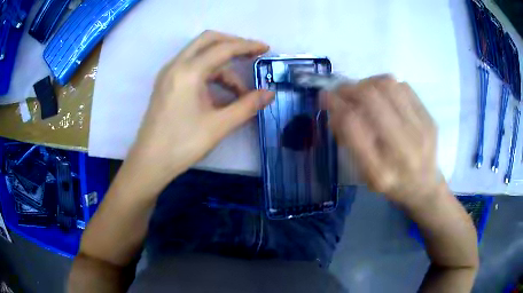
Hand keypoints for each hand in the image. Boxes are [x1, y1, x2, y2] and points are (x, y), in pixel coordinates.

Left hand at [129, 31, 274, 178]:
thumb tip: (270, 93)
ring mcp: (169, 73)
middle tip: (251, 56)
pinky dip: (209, 73)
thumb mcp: (219, 125)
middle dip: (232, 44)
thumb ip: (247, 106)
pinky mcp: (166, 83)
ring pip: (200, 55)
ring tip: (238, 92)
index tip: (266, 49)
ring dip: (222, 66)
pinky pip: (191, 67)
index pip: (223, 48)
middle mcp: (176, 65)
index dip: (247, 46)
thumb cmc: (182, 144)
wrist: (150, 162)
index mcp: (188, 72)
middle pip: (208, 40)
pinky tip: (219, 94)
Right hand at [322, 75, 441, 206]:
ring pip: (388, 86)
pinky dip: (386, 84)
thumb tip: (335, 108)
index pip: (353, 125)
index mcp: (380, 171)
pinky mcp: (430, 120)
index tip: (325, 96)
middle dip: (349, 88)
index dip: (335, 104)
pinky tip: (382, 93)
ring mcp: (421, 131)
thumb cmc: (390, 183)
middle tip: (341, 90)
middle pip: (371, 99)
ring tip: (361, 90)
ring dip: (368, 82)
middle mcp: (403, 149)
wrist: (424, 187)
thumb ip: (349, 142)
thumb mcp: (364, 173)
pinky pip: (404, 87)